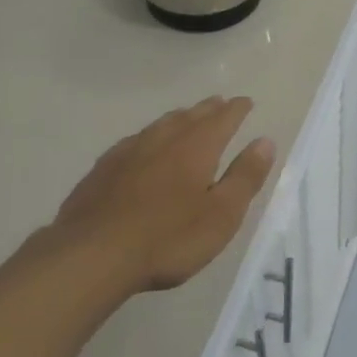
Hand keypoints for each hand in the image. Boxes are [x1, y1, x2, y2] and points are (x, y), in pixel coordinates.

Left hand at [45, 97, 274, 293]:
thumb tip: (265, 141)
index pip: (222, 119)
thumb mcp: (221, 215)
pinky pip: (135, 141)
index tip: (246, 102)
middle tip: (219, 103)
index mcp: (196, 147)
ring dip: (179, 118)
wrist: (92, 254)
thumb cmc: (168, 238)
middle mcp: (163, 139)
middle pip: (190, 116)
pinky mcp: (103, 168)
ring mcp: (129, 151)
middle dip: (208, 109)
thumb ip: (245, 177)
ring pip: (161, 125)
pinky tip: (144, 147)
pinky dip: (150, 137)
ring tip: (187, 118)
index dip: (237, 110)